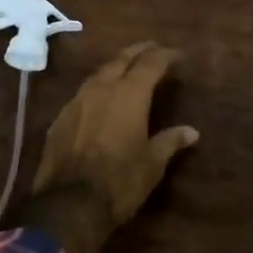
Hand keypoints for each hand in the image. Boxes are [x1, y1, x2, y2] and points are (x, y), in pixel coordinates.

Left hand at [3, 42, 199, 252]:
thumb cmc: (120, 181)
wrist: (68, 204)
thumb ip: (170, 141)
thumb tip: (192, 132)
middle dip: (140, 51)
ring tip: (127, 67)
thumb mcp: (153, 164)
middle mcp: (102, 88)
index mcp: (130, 94)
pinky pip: (83, 92)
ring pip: (99, 72)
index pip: (151, 64)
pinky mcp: (60, 117)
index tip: (177, 54)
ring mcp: (77, 100)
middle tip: (153, 48)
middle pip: (122, 58)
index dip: (165, 56)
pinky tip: (101, 97)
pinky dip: (98, 87)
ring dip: (116, 66)